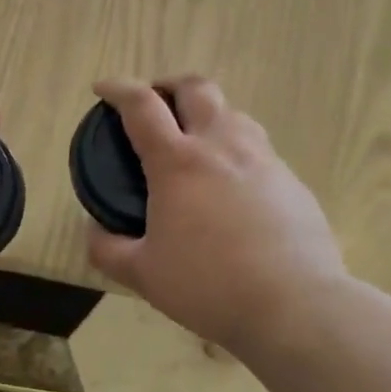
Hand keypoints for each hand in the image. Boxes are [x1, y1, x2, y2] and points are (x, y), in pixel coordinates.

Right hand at [86, 77, 346, 349]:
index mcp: (178, 162)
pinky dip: (237, 151)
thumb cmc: (209, 285)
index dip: (118, 89)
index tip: (103, 89)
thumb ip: (108, 249)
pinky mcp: (292, 181)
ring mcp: (263, 160)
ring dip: (207, 115)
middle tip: (156, 105)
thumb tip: (94, 230)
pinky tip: (233, 187)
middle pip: (196, 88)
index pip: (141, 105)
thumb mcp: (144, 274)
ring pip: (233, 113)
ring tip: (196, 143)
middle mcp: (221, 146)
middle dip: (169, 86)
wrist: (296, 306)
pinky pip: (260, 149)